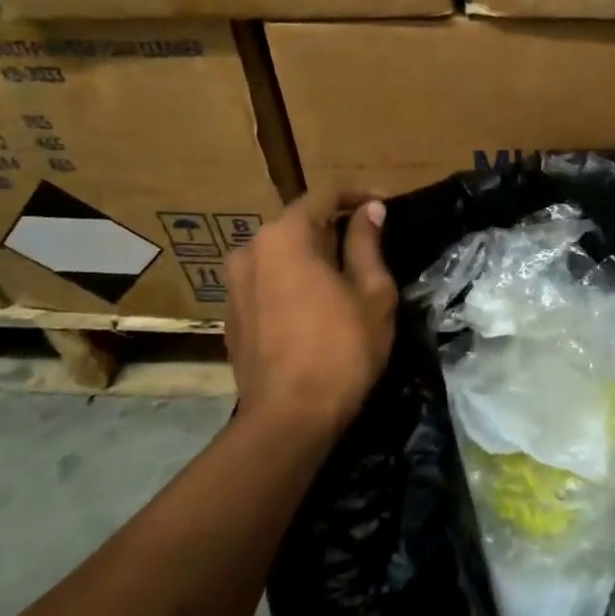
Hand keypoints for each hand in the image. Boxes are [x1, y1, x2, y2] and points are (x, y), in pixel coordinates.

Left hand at [224, 188, 397, 437]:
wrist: (288, 419)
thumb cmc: (341, 348)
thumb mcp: (371, 291)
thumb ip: (366, 242)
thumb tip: (369, 210)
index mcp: (284, 236)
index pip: (323, 196)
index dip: (357, 196)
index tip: (384, 205)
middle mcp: (250, 250)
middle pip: (299, 223)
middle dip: (334, 227)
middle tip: (370, 243)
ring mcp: (234, 284)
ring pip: (281, 254)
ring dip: (312, 255)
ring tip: (345, 275)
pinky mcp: (231, 314)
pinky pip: (267, 281)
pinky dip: (292, 280)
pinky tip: (316, 304)